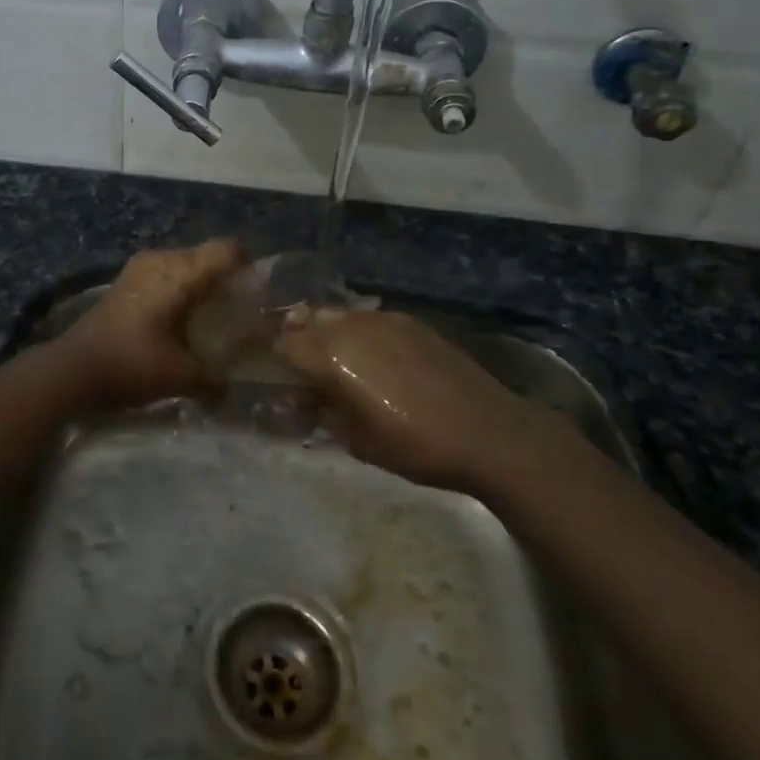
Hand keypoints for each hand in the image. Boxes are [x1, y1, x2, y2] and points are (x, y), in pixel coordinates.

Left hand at [55, 238, 247, 407]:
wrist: (70, 369)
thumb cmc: (130, 364)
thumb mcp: (180, 376)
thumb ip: (213, 380)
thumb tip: (230, 389)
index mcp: (179, 273)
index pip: (227, 249)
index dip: (249, 265)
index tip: (258, 293)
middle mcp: (160, 260)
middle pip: (206, 255)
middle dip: (225, 280)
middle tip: (238, 312)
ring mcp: (139, 268)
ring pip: (184, 265)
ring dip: (200, 286)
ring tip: (210, 319)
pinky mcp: (125, 282)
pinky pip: (164, 275)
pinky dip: (178, 291)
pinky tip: (180, 321)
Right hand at [276, 308, 572, 491]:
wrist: (487, 431)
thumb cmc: (414, 446)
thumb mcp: (355, 439)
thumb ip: (318, 411)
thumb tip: (296, 397)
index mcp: (331, 356)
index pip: (283, 344)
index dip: (273, 359)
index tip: (275, 376)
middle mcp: (351, 326)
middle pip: (306, 319)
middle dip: (295, 338)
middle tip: (299, 366)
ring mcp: (382, 319)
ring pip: (336, 314)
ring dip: (325, 331)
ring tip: (332, 358)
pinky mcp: (409, 321)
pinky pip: (367, 318)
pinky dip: (356, 331)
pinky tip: (370, 356)